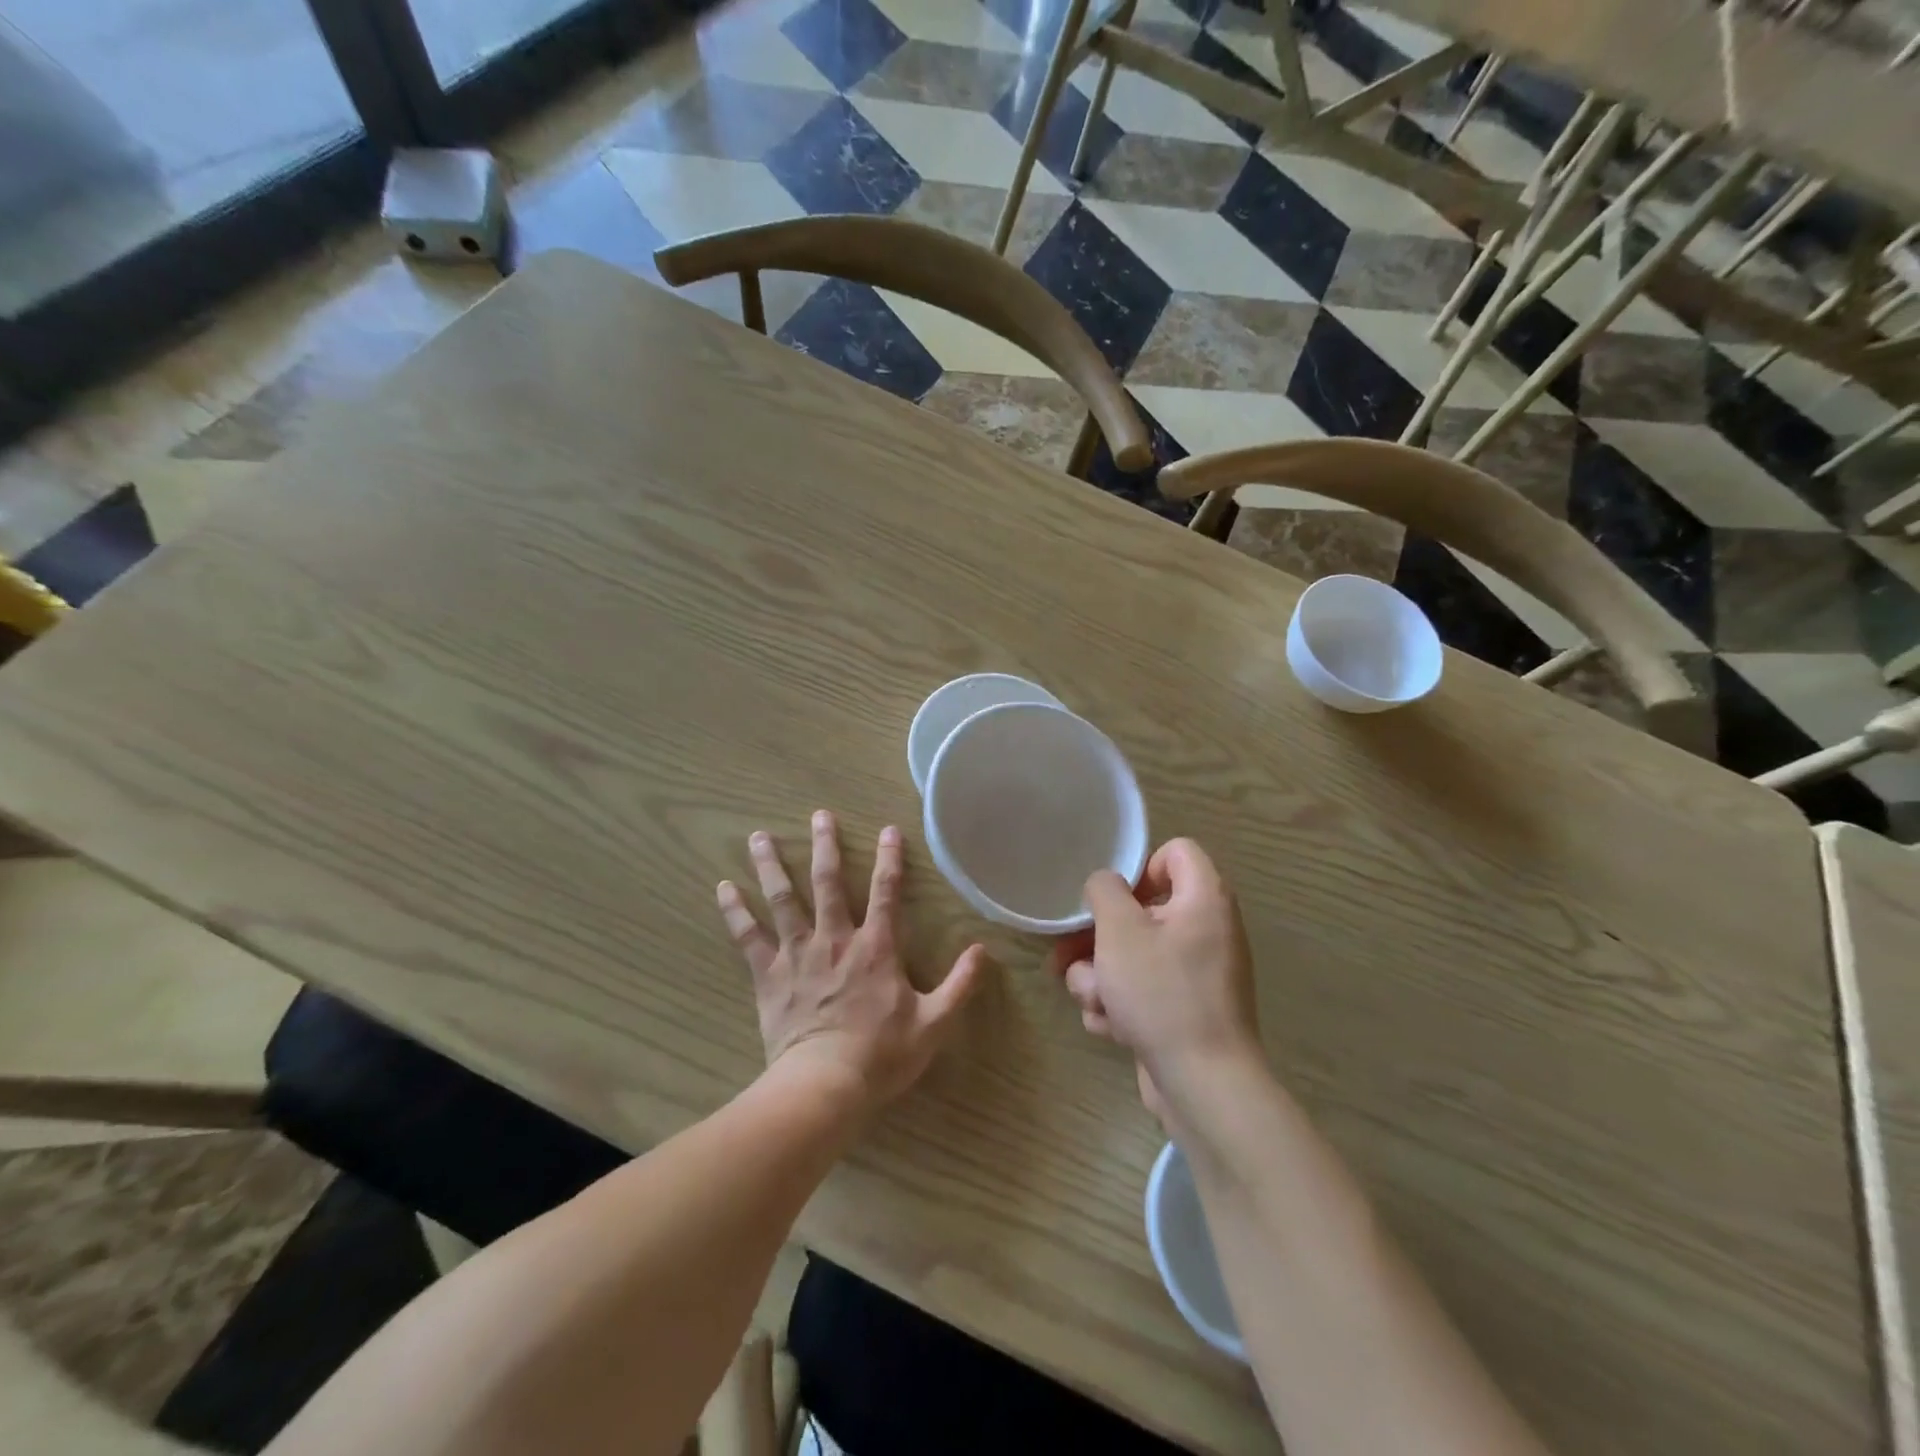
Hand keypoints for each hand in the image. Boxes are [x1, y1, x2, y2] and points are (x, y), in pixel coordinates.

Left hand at [717, 811, 988, 1111]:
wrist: (823, 1085)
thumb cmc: (881, 1054)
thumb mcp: (934, 1023)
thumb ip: (960, 985)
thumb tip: (982, 951)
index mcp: (876, 947)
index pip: (886, 892)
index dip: (890, 858)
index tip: (888, 829)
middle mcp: (835, 938)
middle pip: (828, 882)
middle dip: (825, 846)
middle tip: (819, 815)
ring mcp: (798, 953)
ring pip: (783, 899)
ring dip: (772, 865)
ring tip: (759, 836)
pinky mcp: (768, 975)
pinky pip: (748, 937)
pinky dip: (736, 911)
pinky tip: (723, 888)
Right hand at [1051, 839, 1260, 1123]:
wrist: (1203, 1085)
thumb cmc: (1162, 994)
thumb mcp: (1120, 930)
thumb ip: (1105, 891)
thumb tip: (1106, 885)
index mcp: (1203, 899)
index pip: (1175, 852)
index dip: (1140, 866)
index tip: (1113, 898)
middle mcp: (1205, 930)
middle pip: (1140, 910)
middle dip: (1097, 937)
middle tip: (1067, 954)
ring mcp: (1195, 974)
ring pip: (1131, 955)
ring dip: (1099, 975)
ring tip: (1092, 1000)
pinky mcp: (1182, 1010)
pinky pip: (1141, 990)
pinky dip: (1120, 1005)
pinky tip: (1108, 1026)